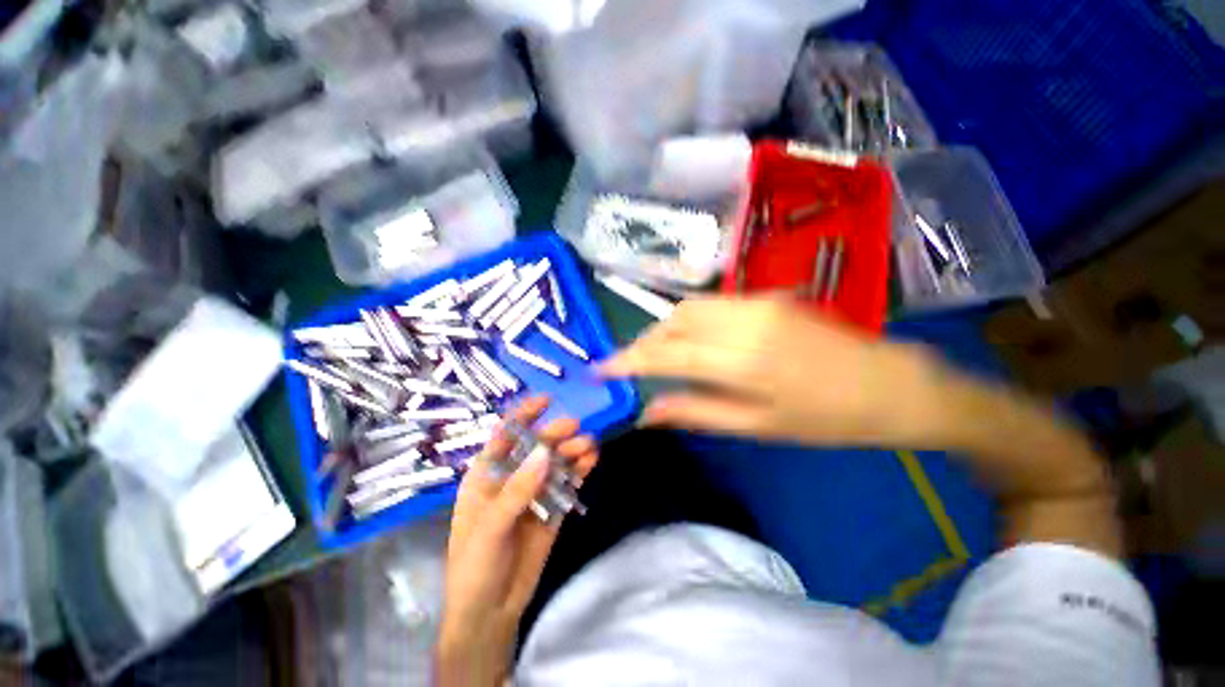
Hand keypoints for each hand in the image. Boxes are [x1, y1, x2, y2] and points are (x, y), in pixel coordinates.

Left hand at [435, 396, 598, 686]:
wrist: (490, 612)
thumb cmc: (474, 567)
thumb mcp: (489, 528)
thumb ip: (517, 490)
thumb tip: (545, 452)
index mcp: (486, 475)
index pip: (505, 435)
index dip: (523, 415)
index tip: (546, 399)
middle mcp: (512, 476)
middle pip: (536, 446)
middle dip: (554, 433)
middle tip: (575, 427)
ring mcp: (535, 491)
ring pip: (556, 461)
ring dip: (571, 450)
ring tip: (589, 445)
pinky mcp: (553, 507)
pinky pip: (568, 482)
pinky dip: (580, 469)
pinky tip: (592, 460)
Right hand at [599, 296, 947, 448]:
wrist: (890, 384)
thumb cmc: (825, 419)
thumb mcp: (757, 427)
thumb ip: (696, 412)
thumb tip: (647, 411)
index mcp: (741, 362)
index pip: (666, 354)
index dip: (627, 360)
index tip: (600, 368)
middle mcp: (743, 322)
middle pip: (672, 322)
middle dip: (643, 342)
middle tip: (629, 364)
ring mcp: (756, 302)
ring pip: (688, 308)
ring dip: (663, 328)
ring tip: (654, 353)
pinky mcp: (766, 295)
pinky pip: (710, 304)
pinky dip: (687, 320)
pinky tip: (689, 339)